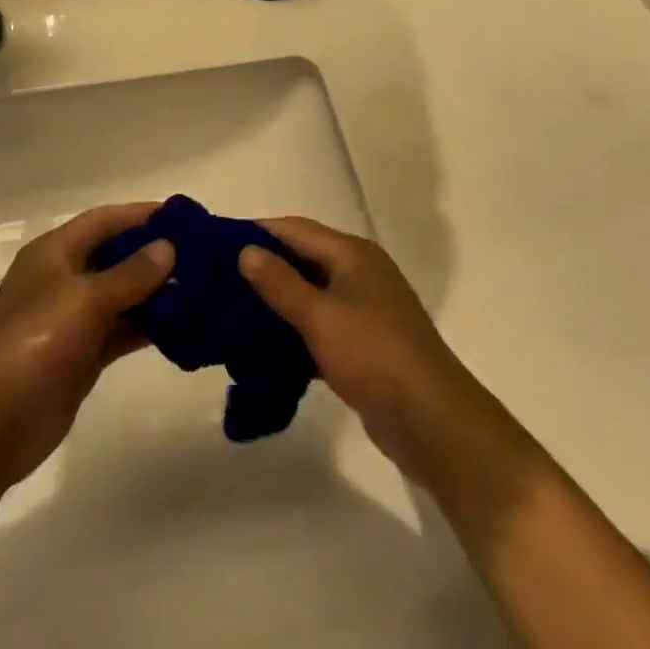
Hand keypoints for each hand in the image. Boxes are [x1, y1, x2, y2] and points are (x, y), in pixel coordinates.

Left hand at [0, 203, 174, 501]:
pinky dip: (148, 326)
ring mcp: (71, 320)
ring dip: (155, 293)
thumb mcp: (83, 301)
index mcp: (54, 253)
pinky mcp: (80, 357)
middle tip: (203, 255)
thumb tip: (168, 247)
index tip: (184, 217)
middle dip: (154, 254)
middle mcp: (63, 279)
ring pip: (121, 296)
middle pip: (115, 256)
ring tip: (201, 289)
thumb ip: (129, 274)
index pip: (104, 220)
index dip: (141, 215)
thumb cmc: (31, 344)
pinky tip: (183, 326)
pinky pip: (120, 331)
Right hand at [239, 219, 537, 513]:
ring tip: (233, 313)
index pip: (295, 229)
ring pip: (310, 294)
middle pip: (303, 258)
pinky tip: (265, 347)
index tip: (216, 243)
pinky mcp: (364, 344)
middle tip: (219, 281)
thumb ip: (281, 283)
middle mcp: (359, 272)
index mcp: (352, 253)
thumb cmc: (373, 355)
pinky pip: (321, 325)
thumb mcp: (320, 316)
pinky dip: (295, 330)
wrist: (433, 421)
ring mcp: (364, 309)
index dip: (257, 232)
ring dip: (277, 301)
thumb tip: (246, 249)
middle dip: (264, 267)